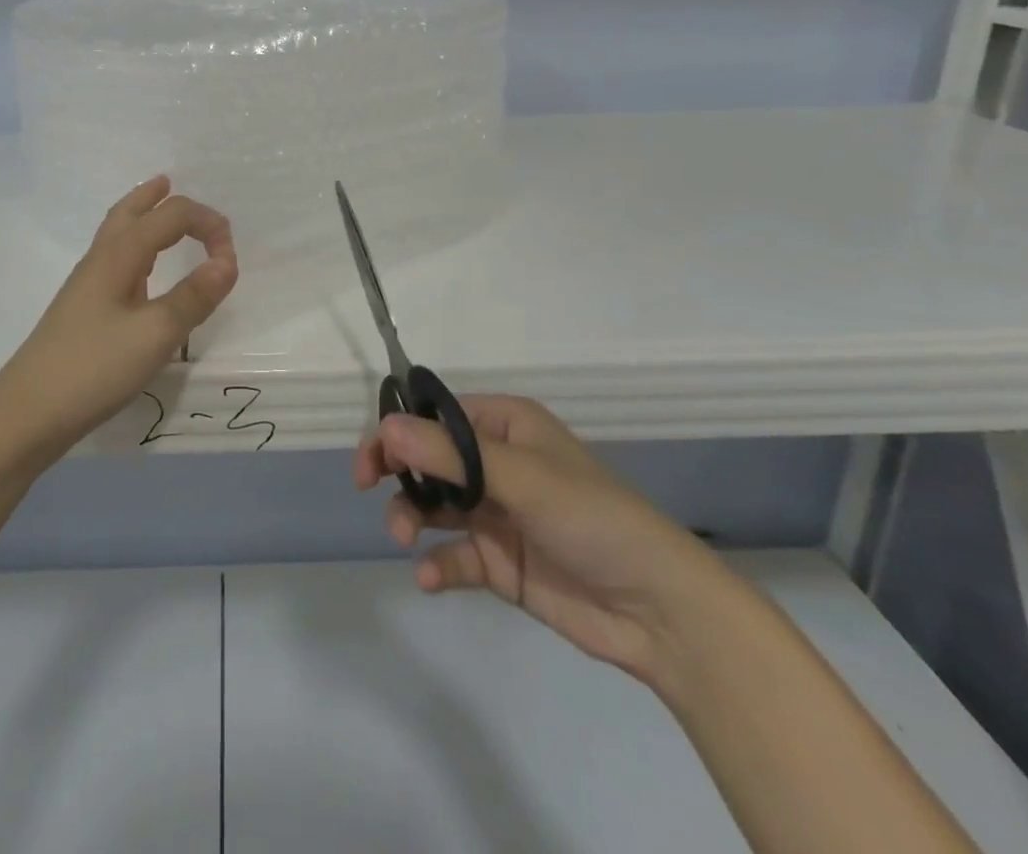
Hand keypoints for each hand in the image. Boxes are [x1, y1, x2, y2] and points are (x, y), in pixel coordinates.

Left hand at [0, 176, 237, 455]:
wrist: (27, 413)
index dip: (206, 225)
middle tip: (177, 186)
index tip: (230, 259)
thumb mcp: (155, 335)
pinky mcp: (82, 308)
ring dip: (141, 214)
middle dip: (157, 197)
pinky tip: (140, 270)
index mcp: (120, 256)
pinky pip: (113, 258)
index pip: (170, 217)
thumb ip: (193, 297)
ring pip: (117, 232)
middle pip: (129, 211)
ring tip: (157, 206)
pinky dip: (134, 245)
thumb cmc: (94, 369)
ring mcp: (86, 284)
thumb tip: (228, 261)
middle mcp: (100, 259)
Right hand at [355, 394, 736, 684]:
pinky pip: (455, 555)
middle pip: (428, 458)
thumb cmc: (592, 518)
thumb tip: (386, 427)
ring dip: (410, 517)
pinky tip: (430, 577)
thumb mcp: (520, 477)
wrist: (658, 611)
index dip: (400, 429)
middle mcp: (497, 463)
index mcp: (505, 427)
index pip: (437, 416)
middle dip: (398, 472)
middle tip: (368, 486)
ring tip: (405, 538)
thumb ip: (449, 455)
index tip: (373, 456)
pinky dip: (437, 564)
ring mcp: (497, 514)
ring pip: (434, 505)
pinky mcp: (500, 562)